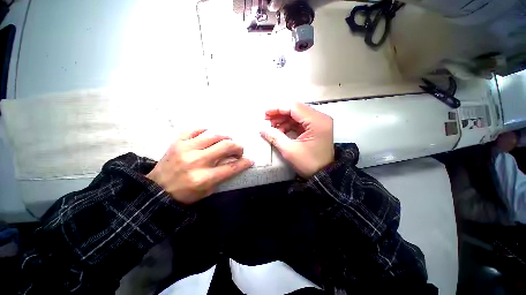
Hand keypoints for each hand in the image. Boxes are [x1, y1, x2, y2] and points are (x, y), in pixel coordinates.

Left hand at [146, 129, 252, 204]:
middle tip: (239, 150)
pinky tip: (209, 135)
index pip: (232, 167)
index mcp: (204, 178)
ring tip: (226, 142)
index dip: (244, 163)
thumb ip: (223, 176)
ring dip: (225, 137)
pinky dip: (205, 130)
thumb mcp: (207, 191)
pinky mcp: (177, 142)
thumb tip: (235, 163)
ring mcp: (185, 149)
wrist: (156, 190)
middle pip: (226, 146)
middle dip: (238, 147)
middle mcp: (196, 161)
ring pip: (214, 135)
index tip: (250, 160)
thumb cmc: (185, 193)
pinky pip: (195, 129)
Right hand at [260, 102, 333, 177]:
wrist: (323, 174)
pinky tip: (280, 131)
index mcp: (317, 121)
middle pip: (296, 109)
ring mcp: (319, 122)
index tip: (265, 113)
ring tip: (272, 127)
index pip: (294, 107)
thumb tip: (261, 128)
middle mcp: (320, 118)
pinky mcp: (316, 127)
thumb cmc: (308, 163)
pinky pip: (300, 122)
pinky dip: (289, 125)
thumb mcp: (289, 150)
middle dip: (280, 114)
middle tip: (267, 120)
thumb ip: (274, 137)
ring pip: (297, 115)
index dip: (278, 109)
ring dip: (283, 119)